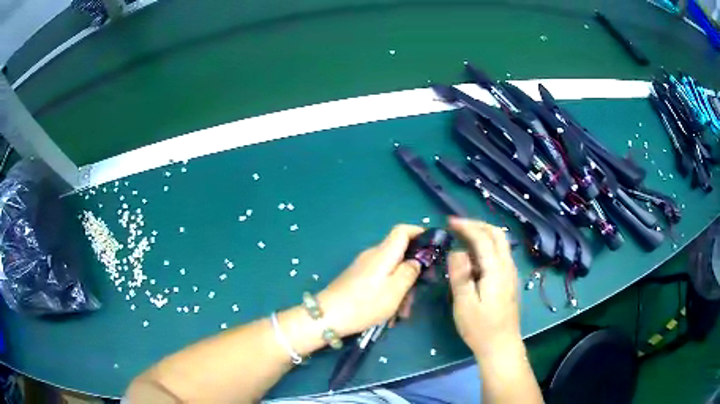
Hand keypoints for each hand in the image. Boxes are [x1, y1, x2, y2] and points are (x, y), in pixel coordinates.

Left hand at [318, 225, 424, 336]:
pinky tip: (389, 314)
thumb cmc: (364, 304)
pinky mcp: (358, 279)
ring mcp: (364, 267)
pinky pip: (380, 280)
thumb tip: (418, 260)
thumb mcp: (394, 291)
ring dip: (401, 289)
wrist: (327, 317)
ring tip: (403, 313)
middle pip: (399, 254)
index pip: (402, 230)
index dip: (419, 232)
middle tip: (419, 293)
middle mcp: (373, 255)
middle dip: (413, 272)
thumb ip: (409, 272)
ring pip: (391, 271)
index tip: (433, 246)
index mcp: (383, 253)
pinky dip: (389, 293)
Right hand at [447, 217, 521, 358]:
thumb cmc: (480, 328)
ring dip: (483, 234)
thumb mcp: (464, 304)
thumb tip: (457, 251)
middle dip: (478, 225)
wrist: (501, 345)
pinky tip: (475, 257)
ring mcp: (511, 273)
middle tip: (458, 226)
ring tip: (464, 236)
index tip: (449, 221)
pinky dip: (487, 246)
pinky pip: (500, 254)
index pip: (483, 238)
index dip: (467, 226)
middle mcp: (507, 267)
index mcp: (496, 270)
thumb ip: (461, 276)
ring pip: (501, 243)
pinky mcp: (509, 281)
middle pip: (497, 235)